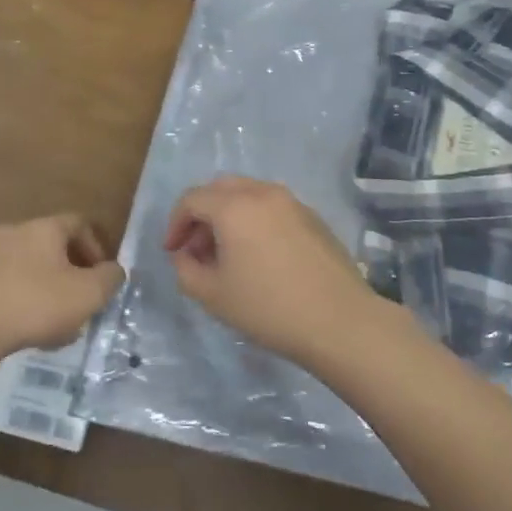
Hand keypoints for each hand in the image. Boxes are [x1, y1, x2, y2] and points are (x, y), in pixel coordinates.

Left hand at [0, 214, 123, 360]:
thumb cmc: (35, 303)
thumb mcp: (88, 294)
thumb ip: (110, 279)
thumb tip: (114, 271)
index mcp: (45, 228)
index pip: (80, 223)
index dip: (97, 247)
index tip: (102, 276)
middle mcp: (15, 232)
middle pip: (53, 245)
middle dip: (72, 272)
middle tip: (81, 301)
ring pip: (29, 267)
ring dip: (47, 288)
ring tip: (55, 324)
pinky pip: (6, 285)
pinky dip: (22, 301)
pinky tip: (26, 330)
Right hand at [164, 176, 377, 360]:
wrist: (339, 321)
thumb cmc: (268, 308)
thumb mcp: (213, 296)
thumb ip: (186, 270)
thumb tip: (185, 255)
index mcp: (234, 206)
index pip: (192, 199)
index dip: (175, 224)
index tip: (173, 252)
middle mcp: (262, 192)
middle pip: (220, 189)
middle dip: (201, 214)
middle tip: (196, 249)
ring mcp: (292, 202)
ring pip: (248, 194)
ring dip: (228, 216)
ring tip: (227, 254)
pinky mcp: (313, 217)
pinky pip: (272, 207)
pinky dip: (255, 220)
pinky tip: (259, 255)